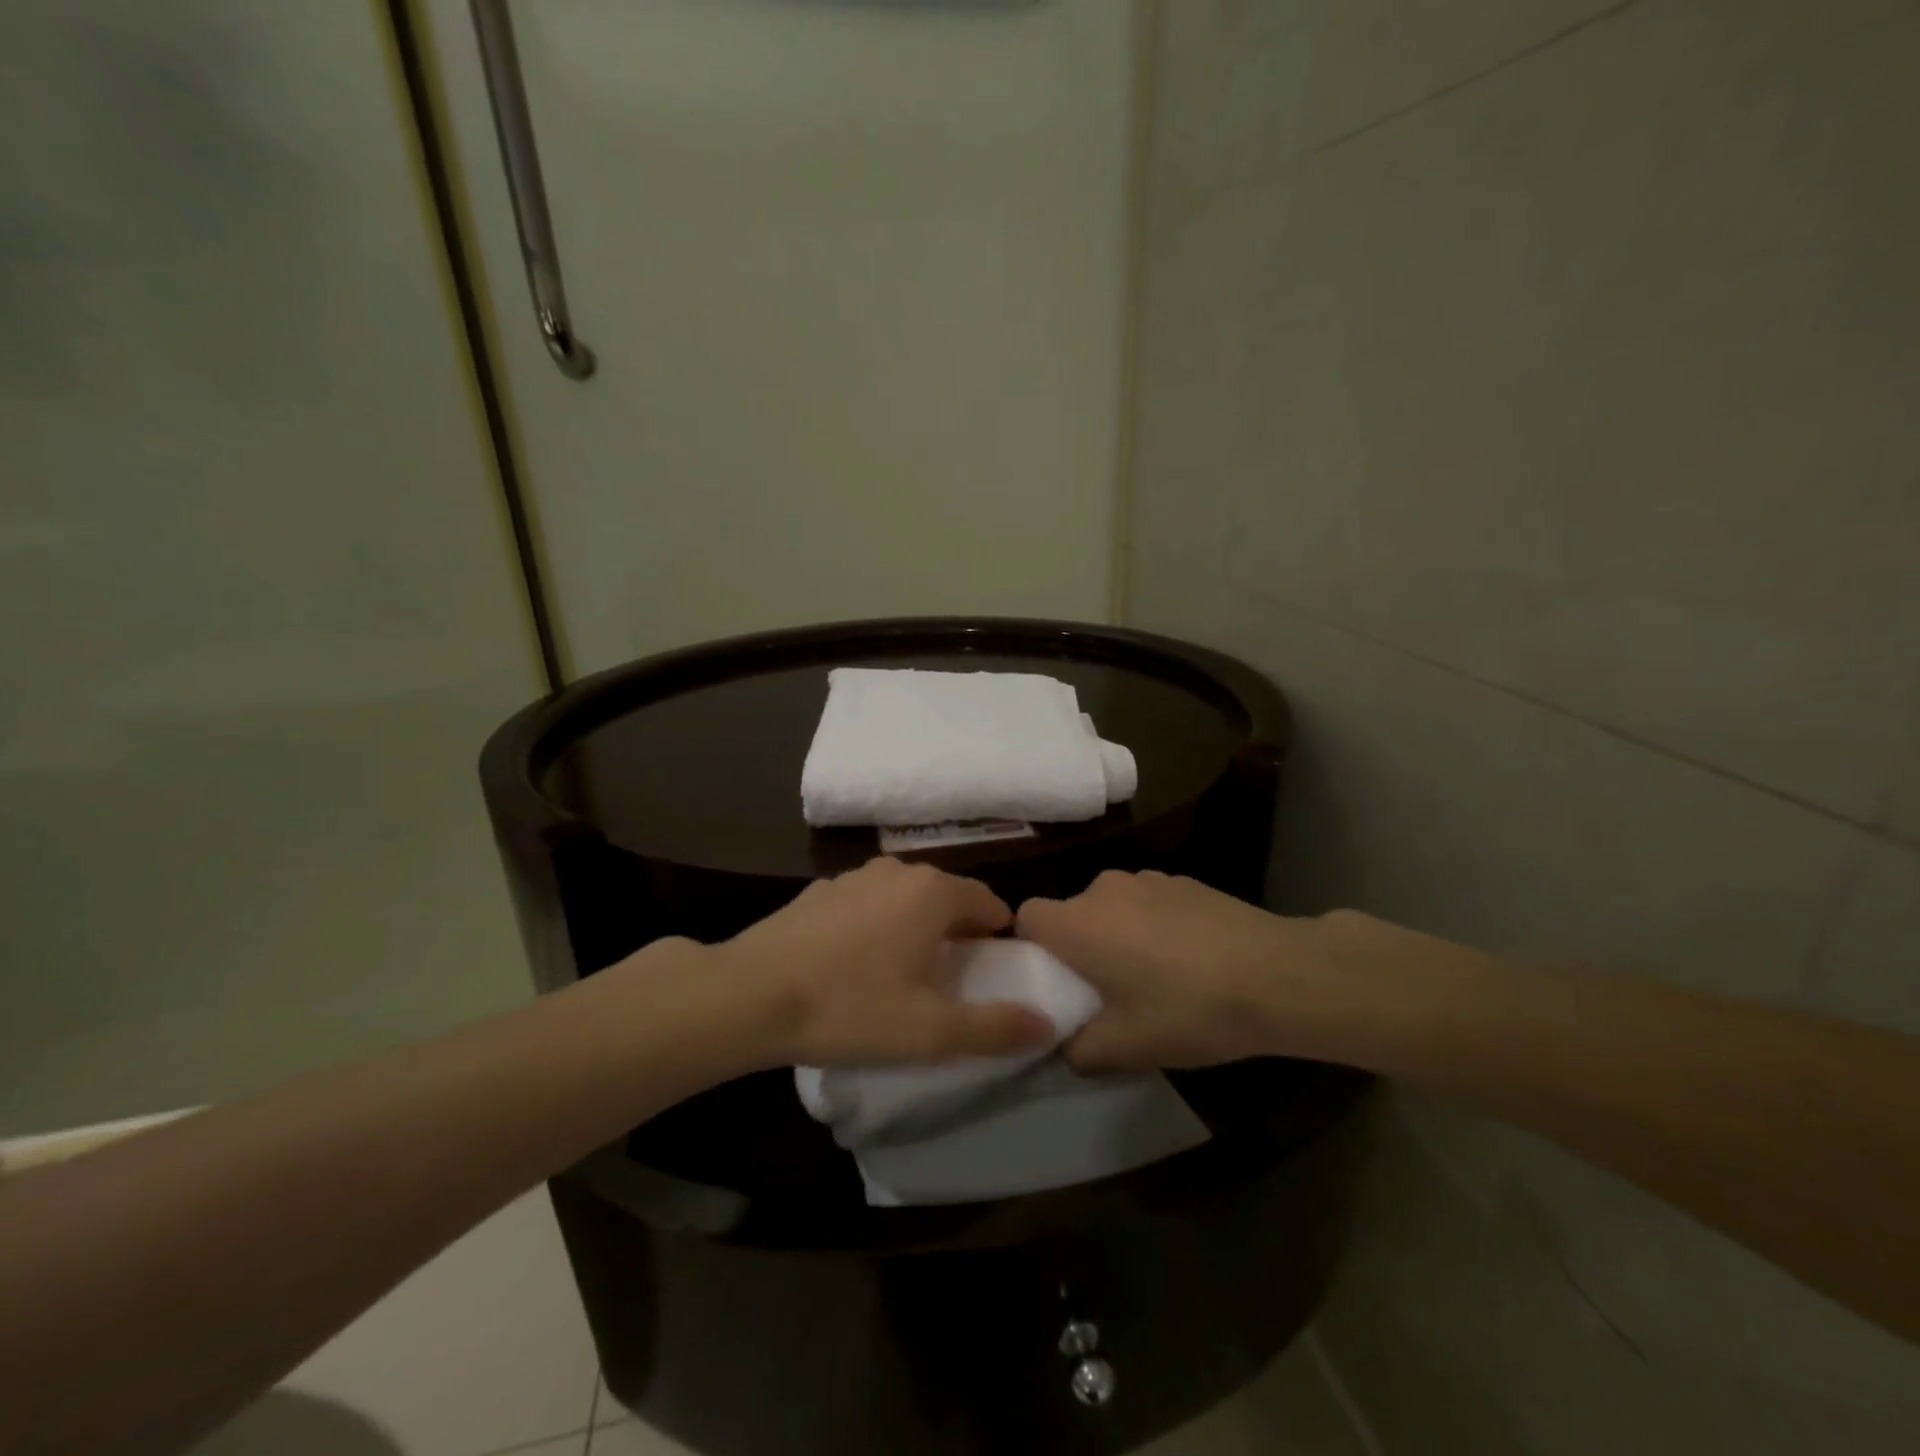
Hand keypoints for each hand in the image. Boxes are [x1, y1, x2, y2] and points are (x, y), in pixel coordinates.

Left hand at [715, 858, 1053, 1067]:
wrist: (749, 996)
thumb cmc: (850, 1008)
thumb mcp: (931, 1031)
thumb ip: (995, 1027)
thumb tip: (1046, 1024)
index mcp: (933, 892)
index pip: (989, 904)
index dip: (998, 939)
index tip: (992, 975)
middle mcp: (897, 871)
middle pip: (947, 899)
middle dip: (957, 935)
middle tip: (949, 984)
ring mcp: (853, 877)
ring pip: (904, 900)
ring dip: (914, 929)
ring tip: (901, 976)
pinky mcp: (818, 892)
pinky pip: (865, 905)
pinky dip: (874, 927)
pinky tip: (852, 965)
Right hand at [1016, 870, 1359, 1071]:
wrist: (1277, 975)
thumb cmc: (1188, 1010)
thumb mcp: (1126, 1048)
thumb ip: (1079, 1051)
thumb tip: (1067, 1046)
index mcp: (1077, 923)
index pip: (1026, 918)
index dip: (1032, 948)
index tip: (1056, 982)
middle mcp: (1103, 889)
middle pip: (1072, 913)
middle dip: (1080, 947)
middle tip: (1108, 990)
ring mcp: (1147, 878)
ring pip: (1112, 907)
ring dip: (1119, 934)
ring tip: (1156, 975)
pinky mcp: (1184, 880)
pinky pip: (1149, 901)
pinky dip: (1155, 924)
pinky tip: (1192, 958)